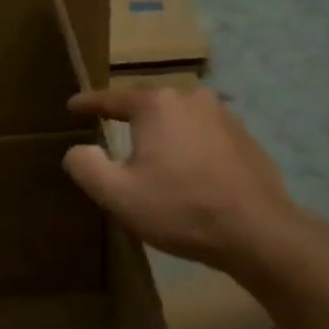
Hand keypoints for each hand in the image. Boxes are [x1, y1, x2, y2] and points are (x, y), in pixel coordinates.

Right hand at [63, 88, 318, 280]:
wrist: (255, 230)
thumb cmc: (179, 208)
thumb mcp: (118, 194)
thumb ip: (87, 167)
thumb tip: (76, 150)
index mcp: (157, 105)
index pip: (113, 99)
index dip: (89, 103)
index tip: (72, 106)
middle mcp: (191, 98)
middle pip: (150, 106)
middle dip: (130, 120)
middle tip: (111, 133)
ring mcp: (223, 115)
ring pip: (179, 120)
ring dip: (163, 135)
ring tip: (150, 156)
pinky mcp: (245, 137)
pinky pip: (204, 135)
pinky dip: (188, 147)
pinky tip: (187, 171)